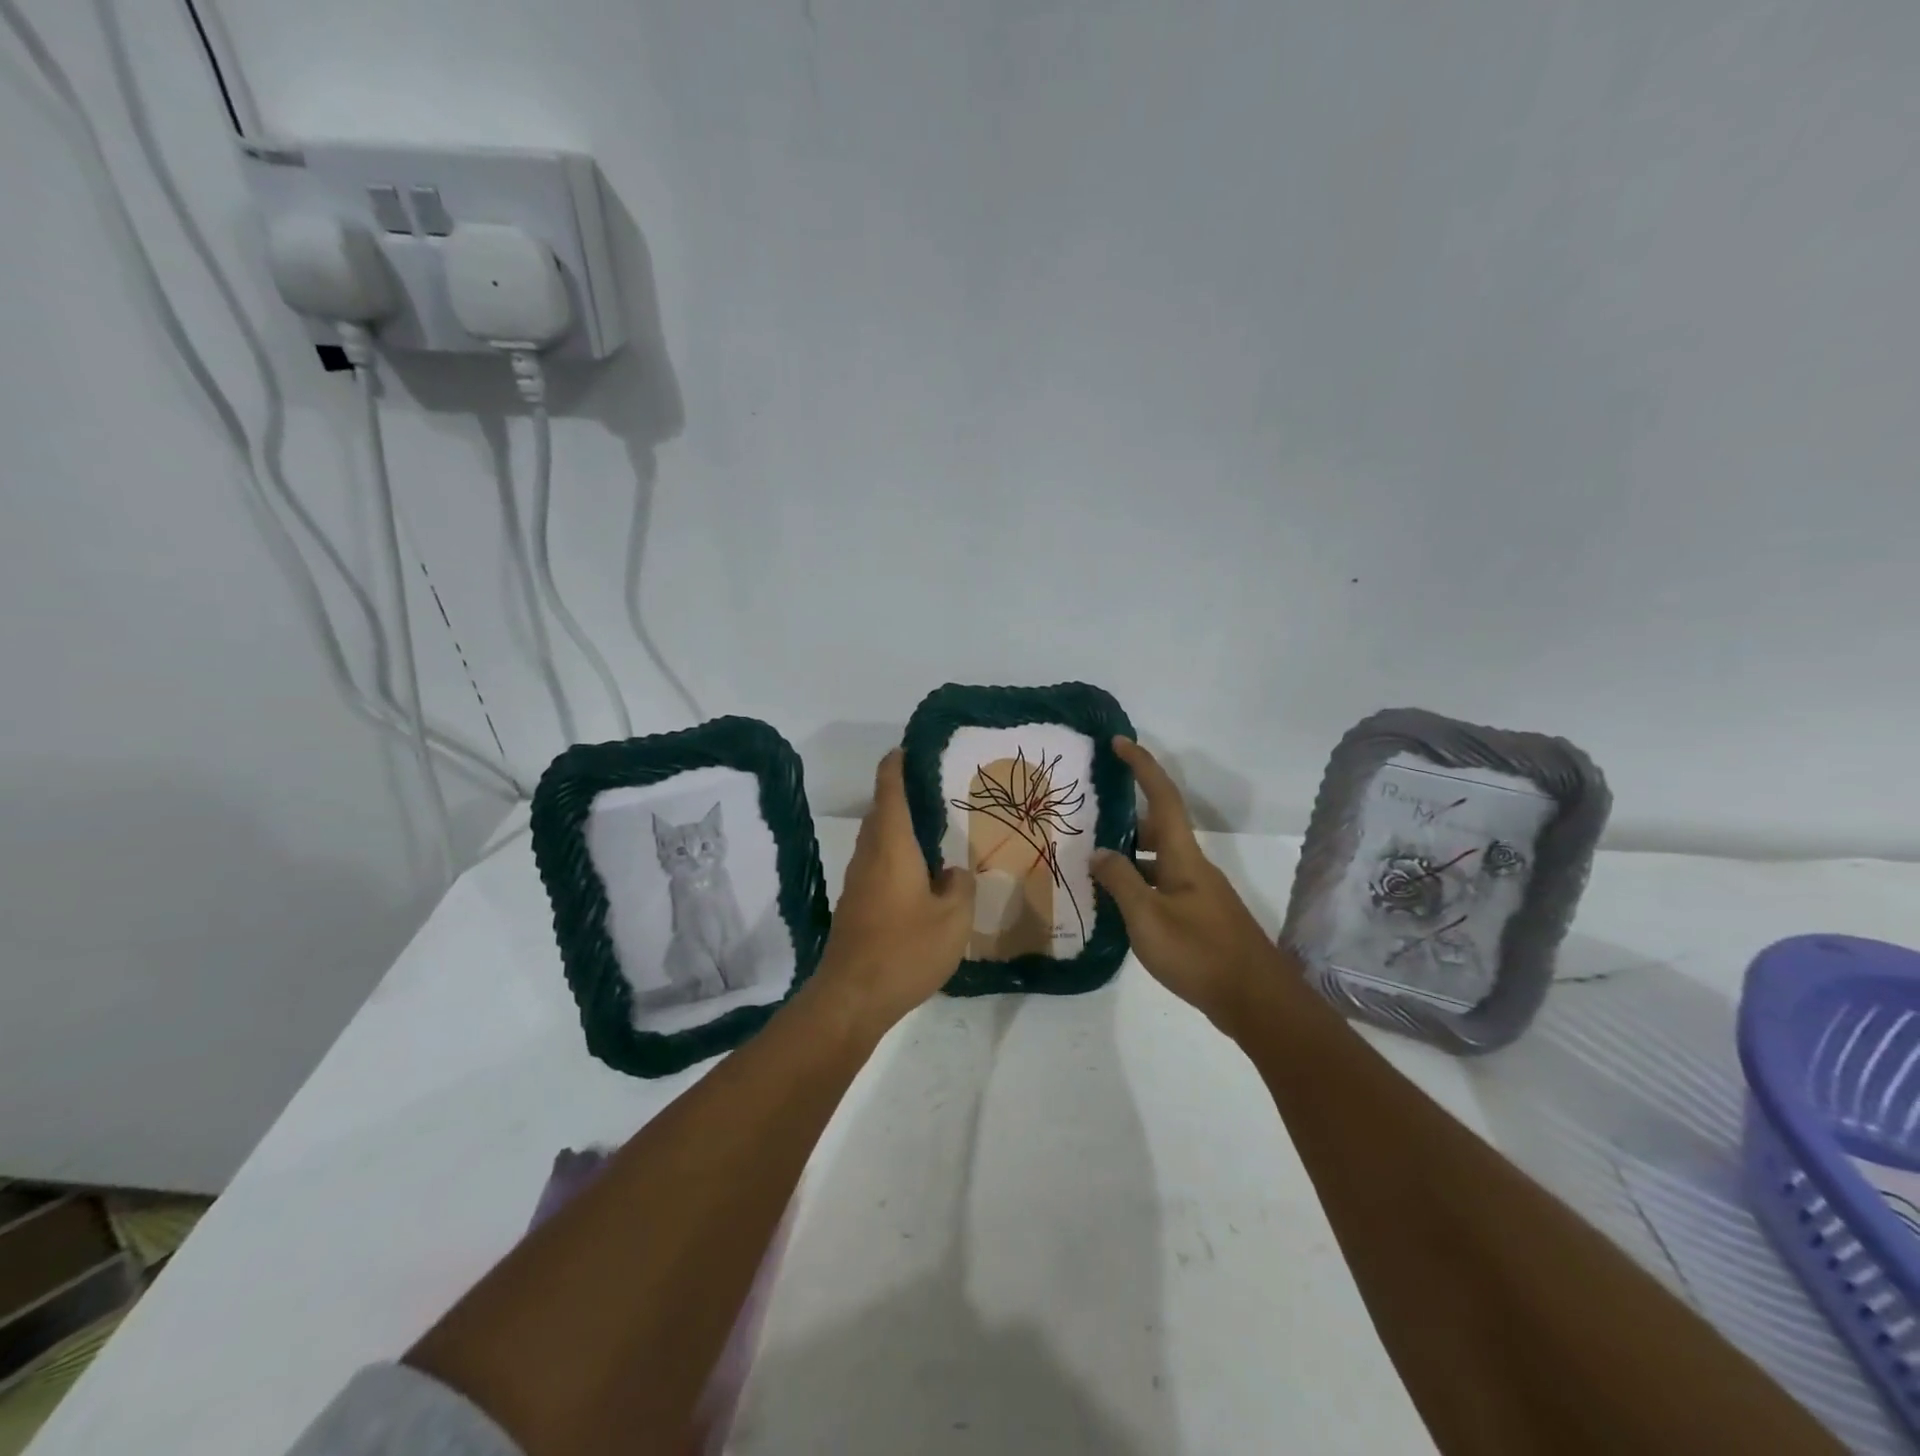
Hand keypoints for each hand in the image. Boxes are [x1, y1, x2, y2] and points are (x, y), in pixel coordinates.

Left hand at [809, 749, 975, 1037]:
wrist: (852, 997)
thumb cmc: (905, 949)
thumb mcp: (953, 918)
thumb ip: (960, 886)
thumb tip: (952, 872)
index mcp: (892, 845)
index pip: (890, 790)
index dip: (897, 765)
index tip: (908, 749)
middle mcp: (869, 855)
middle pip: (881, 813)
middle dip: (902, 796)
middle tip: (937, 793)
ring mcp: (858, 881)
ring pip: (878, 841)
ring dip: (899, 829)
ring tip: (935, 833)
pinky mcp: (855, 906)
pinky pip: (877, 865)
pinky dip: (896, 857)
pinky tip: (921, 878)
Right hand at [1092, 737, 1293, 1034]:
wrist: (1255, 1000)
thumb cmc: (1199, 953)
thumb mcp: (1147, 918)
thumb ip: (1120, 881)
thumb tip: (1099, 853)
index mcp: (1184, 857)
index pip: (1162, 797)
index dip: (1142, 766)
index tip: (1119, 742)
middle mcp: (1193, 867)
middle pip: (1158, 827)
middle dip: (1125, 817)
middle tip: (1089, 818)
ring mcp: (1198, 893)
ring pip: (1158, 860)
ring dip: (1128, 855)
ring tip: (1091, 862)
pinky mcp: (1199, 916)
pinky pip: (1162, 885)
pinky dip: (1138, 884)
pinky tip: (1117, 904)